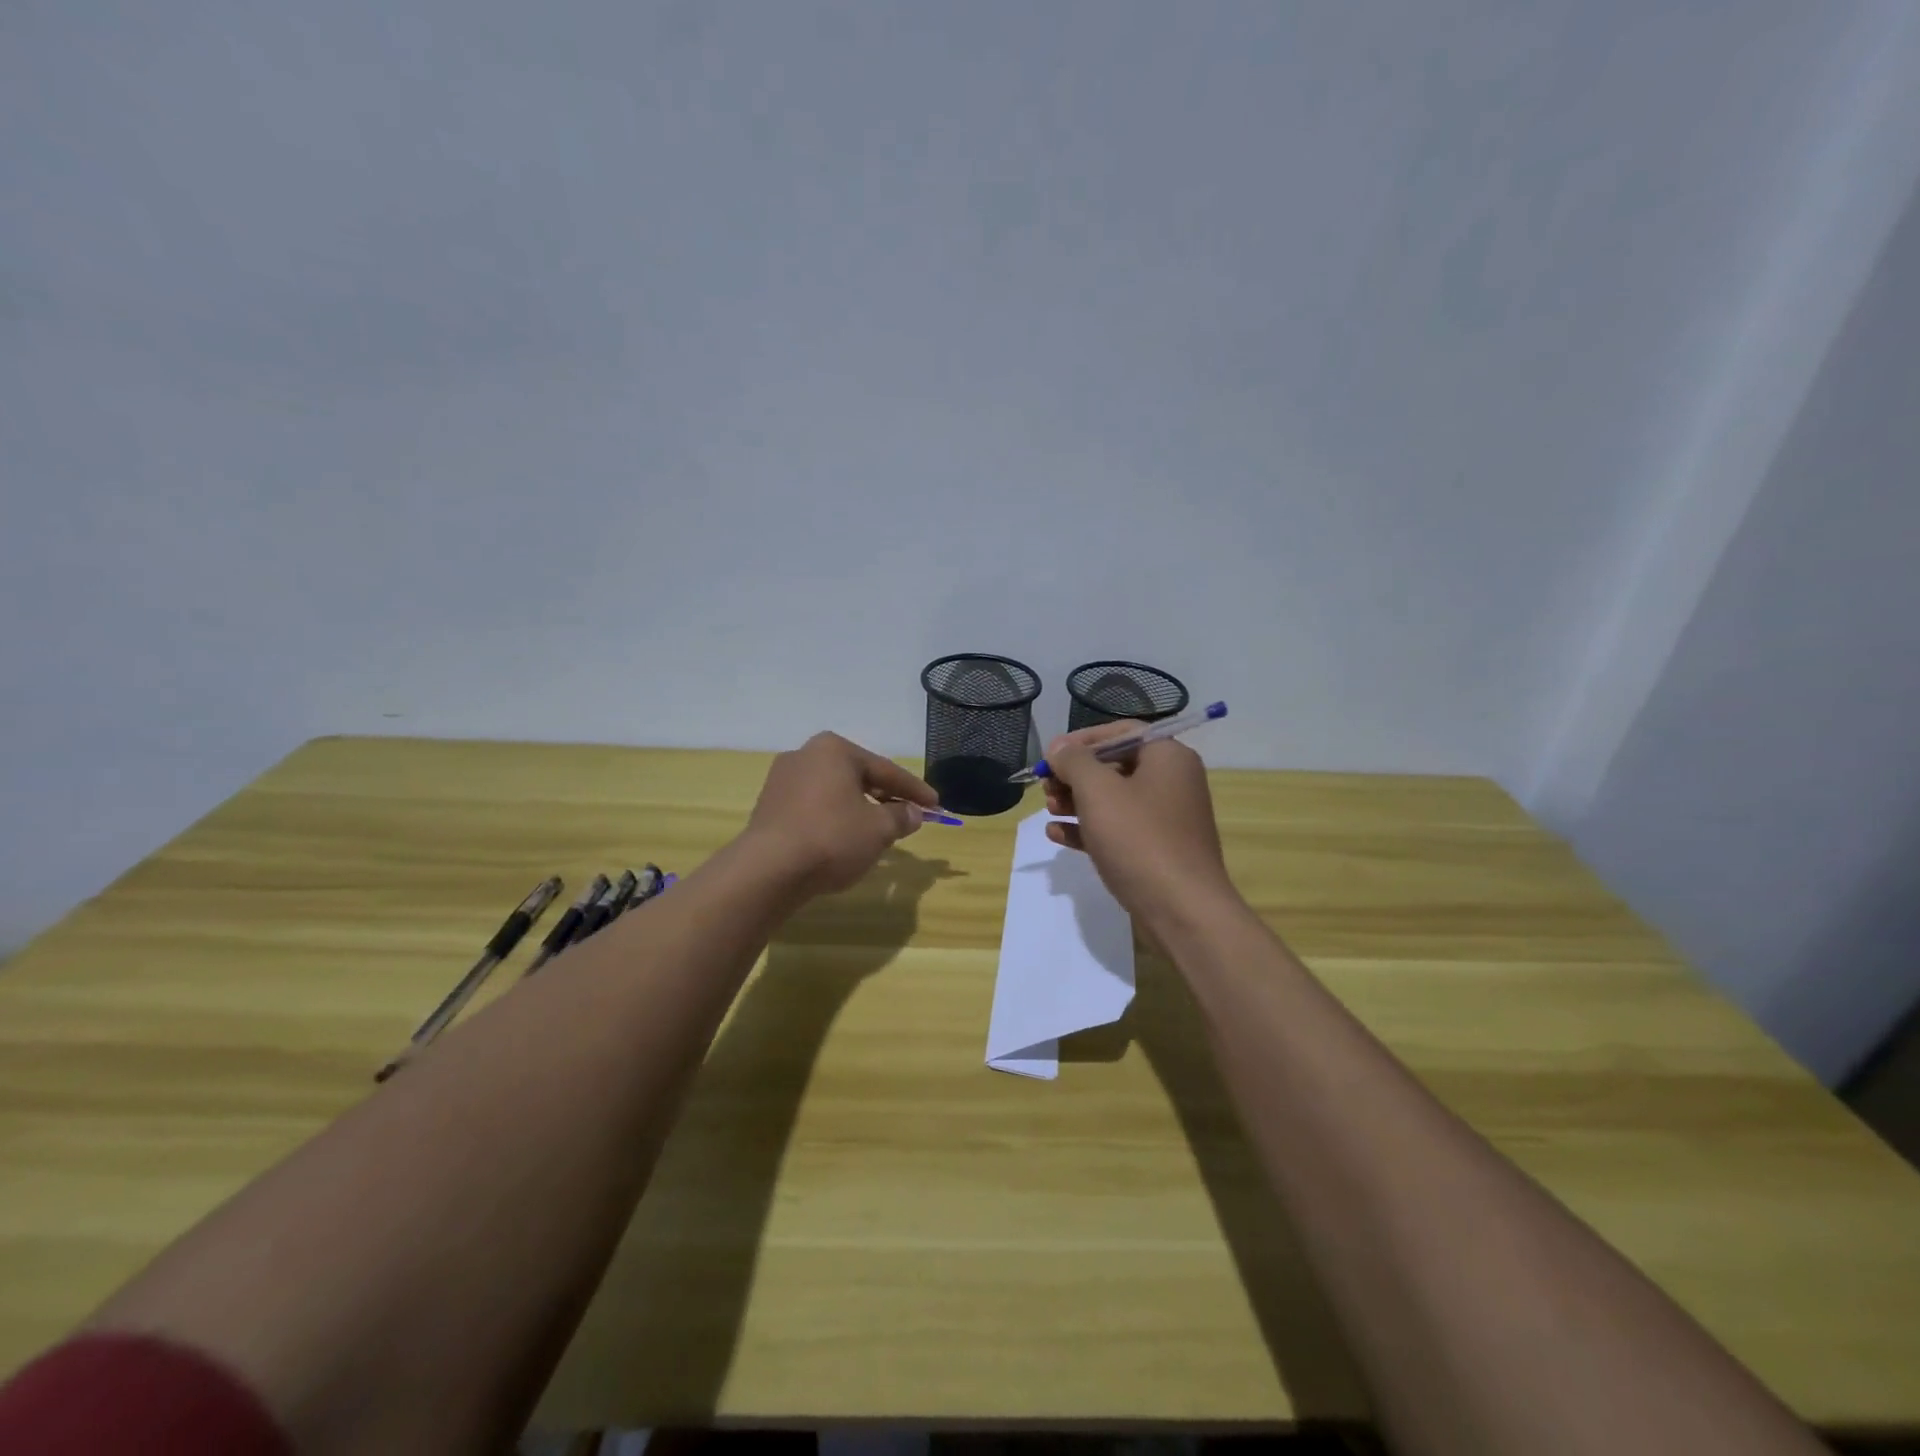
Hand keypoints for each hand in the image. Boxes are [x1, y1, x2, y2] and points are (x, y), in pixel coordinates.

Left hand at [745, 732, 940, 895]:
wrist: (768, 870)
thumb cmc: (832, 838)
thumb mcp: (878, 829)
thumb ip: (901, 817)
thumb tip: (914, 813)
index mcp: (834, 750)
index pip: (885, 770)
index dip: (914, 790)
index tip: (936, 805)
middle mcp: (805, 755)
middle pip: (857, 777)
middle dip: (885, 797)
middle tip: (909, 815)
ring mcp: (782, 780)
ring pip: (834, 793)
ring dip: (859, 809)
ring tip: (878, 830)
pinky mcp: (768, 807)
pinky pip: (813, 808)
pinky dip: (834, 819)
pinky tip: (845, 839)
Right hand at [1043, 720, 1235, 926]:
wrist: (1182, 911)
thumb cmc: (1140, 839)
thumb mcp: (1099, 791)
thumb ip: (1074, 762)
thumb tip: (1059, 747)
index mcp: (1168, 757)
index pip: (1121, 732)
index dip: (1082, 740)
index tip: (1051, 755)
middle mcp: (1171, 782)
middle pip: (1114, 765)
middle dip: (1075, 775)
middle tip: (1045, 786)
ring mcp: (1165, 819)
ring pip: (1113, 799)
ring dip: (1076, 801)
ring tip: (1049, 810)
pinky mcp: (1155, 851)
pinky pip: (1117, 830)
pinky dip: (1088, 828)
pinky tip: (1058, 834)